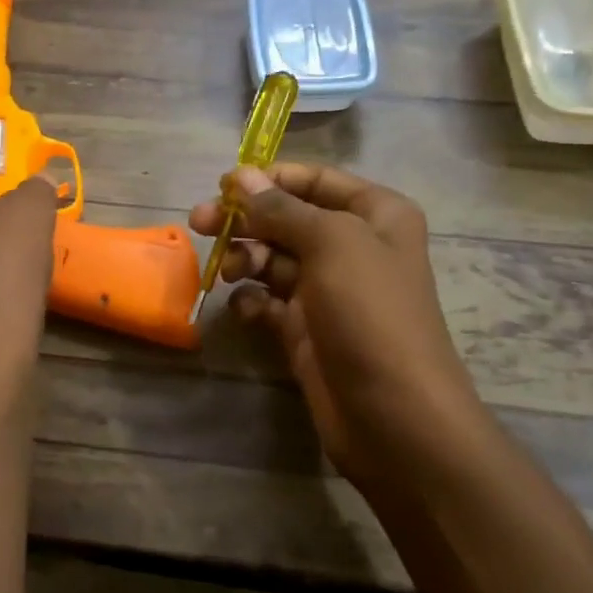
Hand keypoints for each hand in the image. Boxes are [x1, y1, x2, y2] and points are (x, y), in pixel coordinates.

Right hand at [189, 164, 473, 478]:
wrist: (394, 416)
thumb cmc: (370, 313)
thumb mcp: (331, 244)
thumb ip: (281, 208)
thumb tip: (240, 176)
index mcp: (374, 215)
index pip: (315, 179)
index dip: (270, 178)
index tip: (224, 185)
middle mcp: (352, 246)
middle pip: (287, 217)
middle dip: (246, 219)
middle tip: (199, 223)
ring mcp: (328, 290)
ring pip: (274, 258)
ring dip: (245, 258)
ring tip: (226, 271)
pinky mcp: (306, 328)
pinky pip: (269, 300)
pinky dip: (252, 299)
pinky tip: (243, 308)